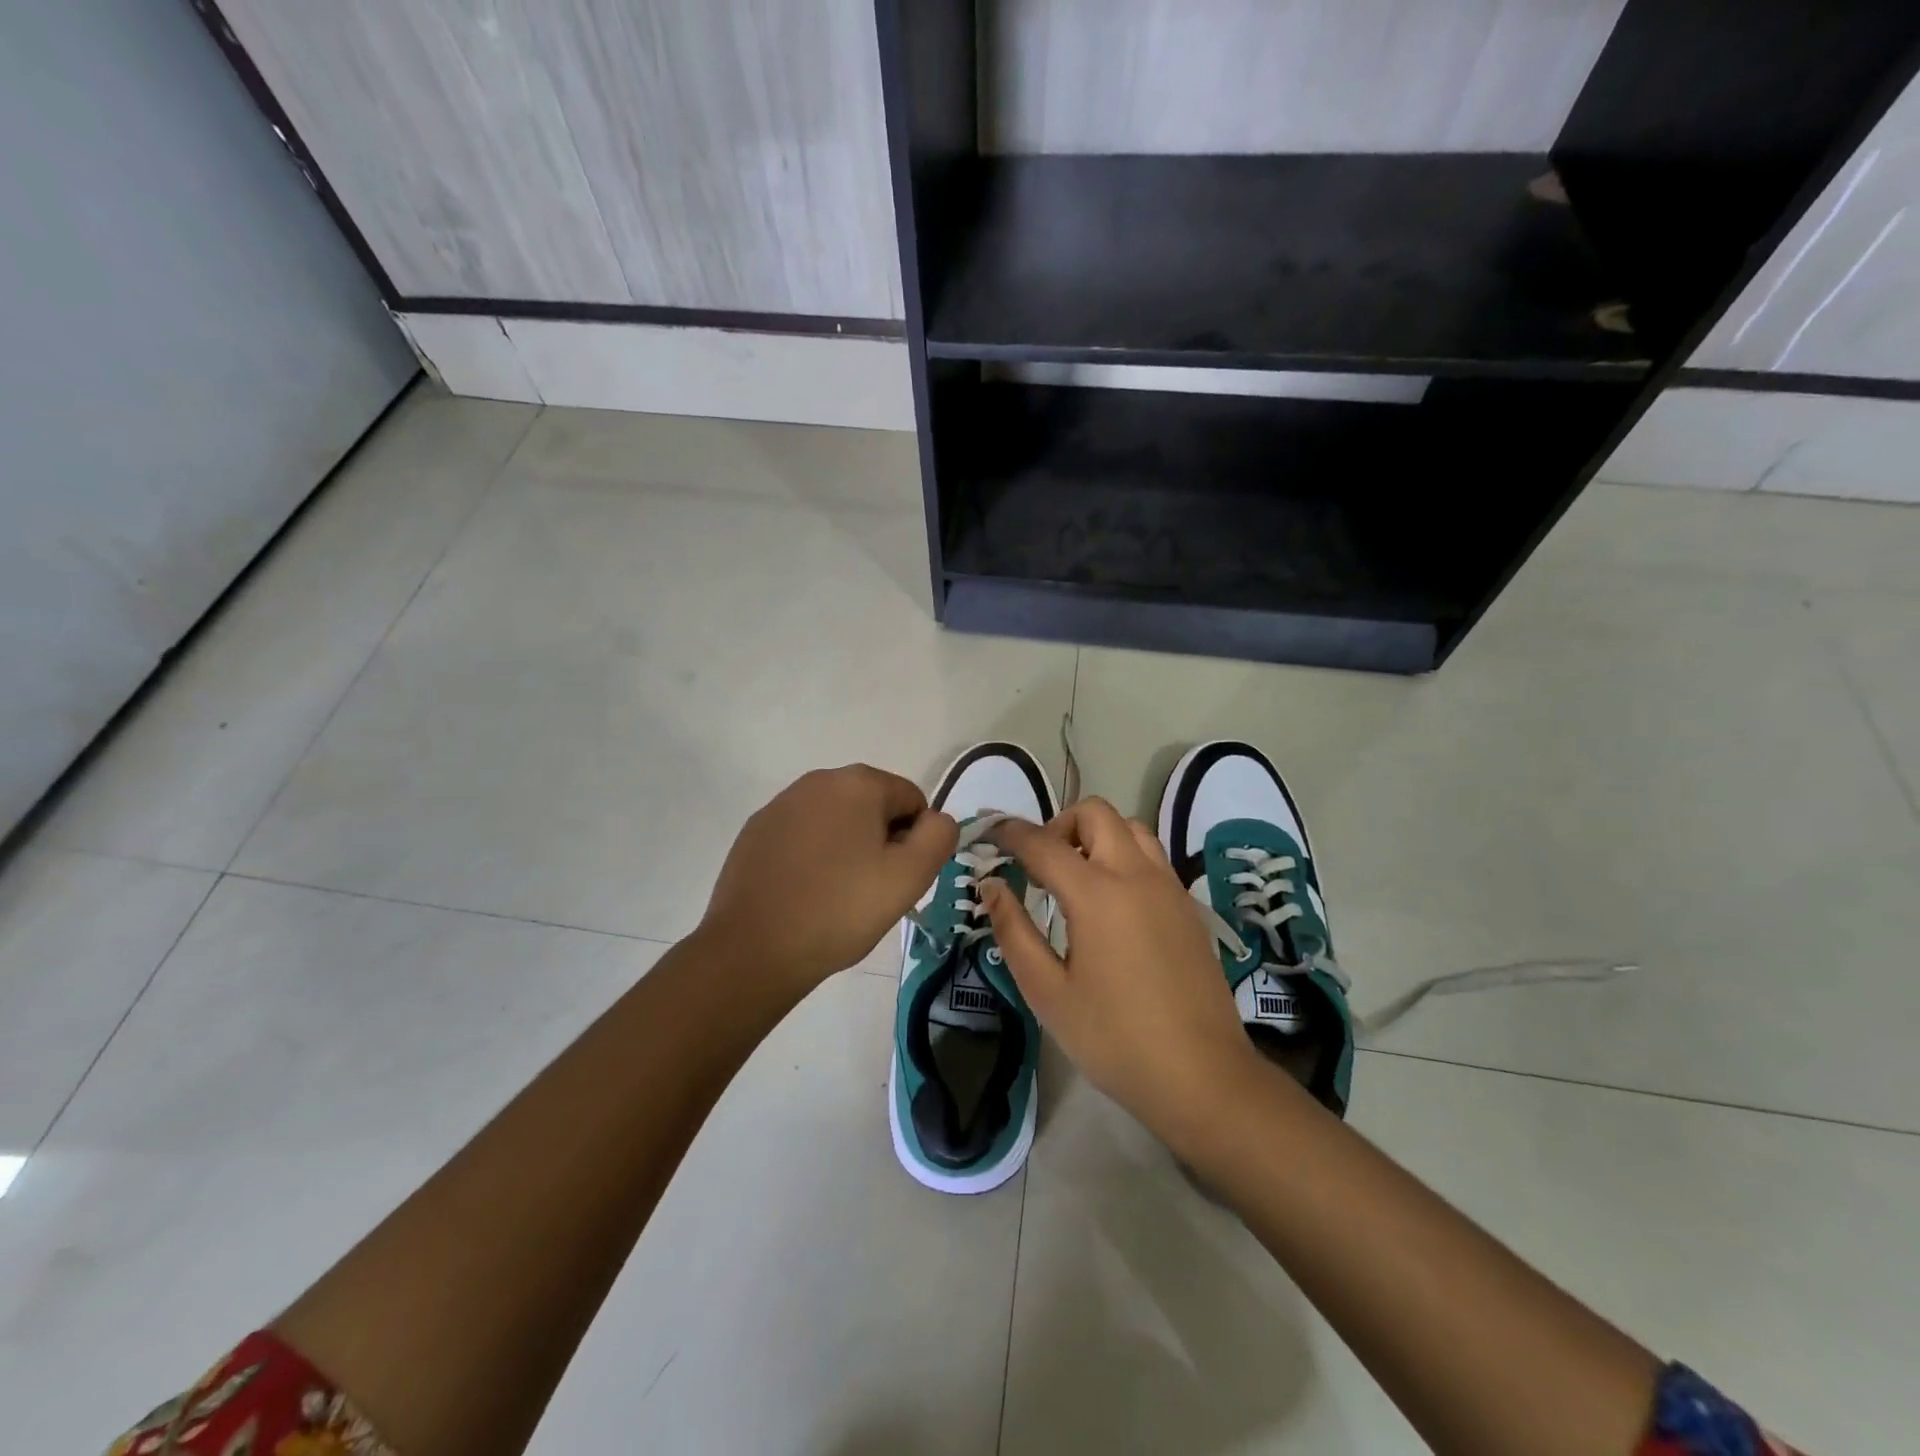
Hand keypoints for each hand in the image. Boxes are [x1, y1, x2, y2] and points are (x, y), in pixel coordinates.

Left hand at [699, 765, 957, 993]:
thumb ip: (938, 836)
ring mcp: (781, 805)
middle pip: (873, 806)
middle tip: (872, 891)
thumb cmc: (840, 909)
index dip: (916, 840)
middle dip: (881, 842)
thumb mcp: (909, 876)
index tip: (899, 879)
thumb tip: (937, 819)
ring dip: (847, 849)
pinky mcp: (756, 831)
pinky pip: (802, 836)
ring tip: (837, 896)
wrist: (753, 949)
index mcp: (858, 783)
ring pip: (836, 821)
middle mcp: (818, 780)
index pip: (912, 800)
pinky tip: (805, 894)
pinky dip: (813, 857)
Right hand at [982, 798, 1259, 1145]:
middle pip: (1096, 814)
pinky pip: (1151, 857)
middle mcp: (1136, 875)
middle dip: (1060, 825)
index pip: (1044, 843)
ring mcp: (1169, 887)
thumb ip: (1013, 931)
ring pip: (1130, 828)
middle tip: (1040, 865)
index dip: (1011, 833)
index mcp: (1097, 894)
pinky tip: (1112, 904)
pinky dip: (1123, 856)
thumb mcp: (1047, 992)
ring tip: (1076, 879)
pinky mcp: (1187, 907)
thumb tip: (991, 885)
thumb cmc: (1114, 1038)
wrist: (1202, 1076)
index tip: (990, 832)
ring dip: (1097, 836)